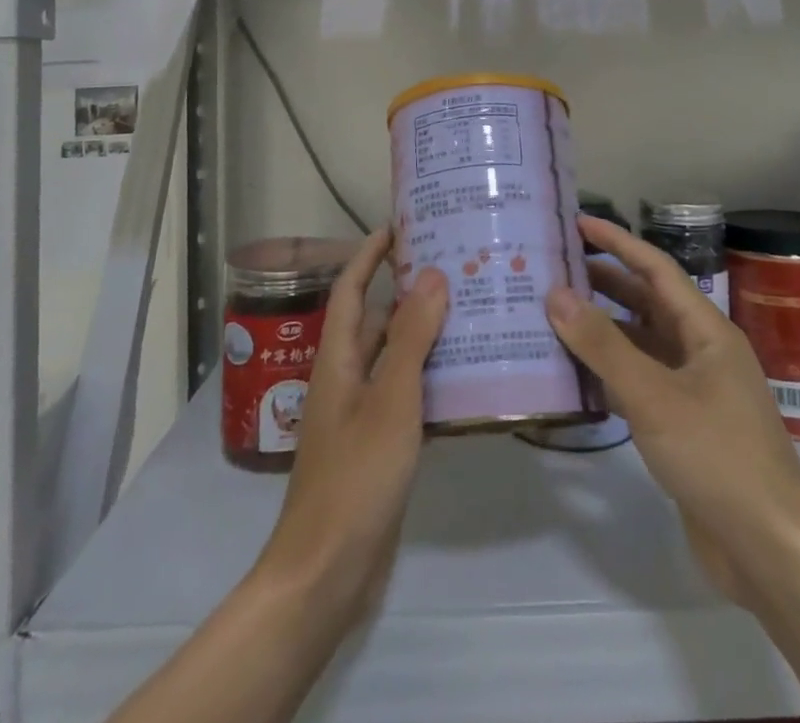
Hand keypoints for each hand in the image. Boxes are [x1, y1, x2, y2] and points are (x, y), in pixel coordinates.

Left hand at [253, 226, 447, 628]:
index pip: (350, 288)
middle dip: (409, 292)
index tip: (400, 225)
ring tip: (472, 313)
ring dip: (425, 335)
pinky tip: (467, 378)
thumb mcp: (390, 400)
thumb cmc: (355, 476)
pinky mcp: (378, 444)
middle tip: (457, 269)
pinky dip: (430, 378)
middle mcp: (346, 377)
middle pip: (376, 320)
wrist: (327, 573)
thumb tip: (431, 275)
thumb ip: (411, 338)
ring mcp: (360, 413)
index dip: (370, 254)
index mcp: (338, 358)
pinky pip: (405, 394)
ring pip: (394, 357)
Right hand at [545, 215, 799, 609]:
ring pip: (640, 344)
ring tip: (553, 315)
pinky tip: (574, 374)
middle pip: (647, 303)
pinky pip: (639, 382)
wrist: (770, 551)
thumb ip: (603, 345)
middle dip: (603, 283)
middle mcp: (701, 351)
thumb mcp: (654, 396)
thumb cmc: (717, 457)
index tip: (577, 222)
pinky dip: (608, 373)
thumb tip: (555, 294)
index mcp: (706, 330)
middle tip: (554, 269)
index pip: (656, 268)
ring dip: (602, 330)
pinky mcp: (683, 426)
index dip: (618, 242)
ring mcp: (693, 390)